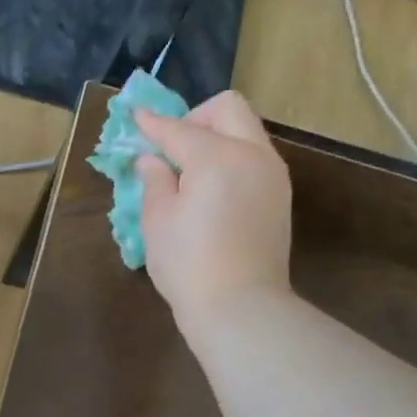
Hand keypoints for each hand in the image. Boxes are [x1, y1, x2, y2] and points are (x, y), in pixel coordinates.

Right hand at [134, 90, 293, 331]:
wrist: (239, 307)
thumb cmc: (188, 265)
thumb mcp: (157, 222)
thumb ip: (155, 181)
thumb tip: (152, 160)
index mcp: (216, 156)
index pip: (179, 129)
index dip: (153, 124)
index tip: (136, 117)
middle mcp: (252, 154)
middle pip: (227, 109)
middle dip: (196, 117)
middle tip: (172, 148)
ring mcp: (272, 174)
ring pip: (246, 131)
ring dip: (217, 137)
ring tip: (191, 172)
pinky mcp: (280, 197)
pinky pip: (255, 158)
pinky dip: (232, 159)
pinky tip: (213, 190)